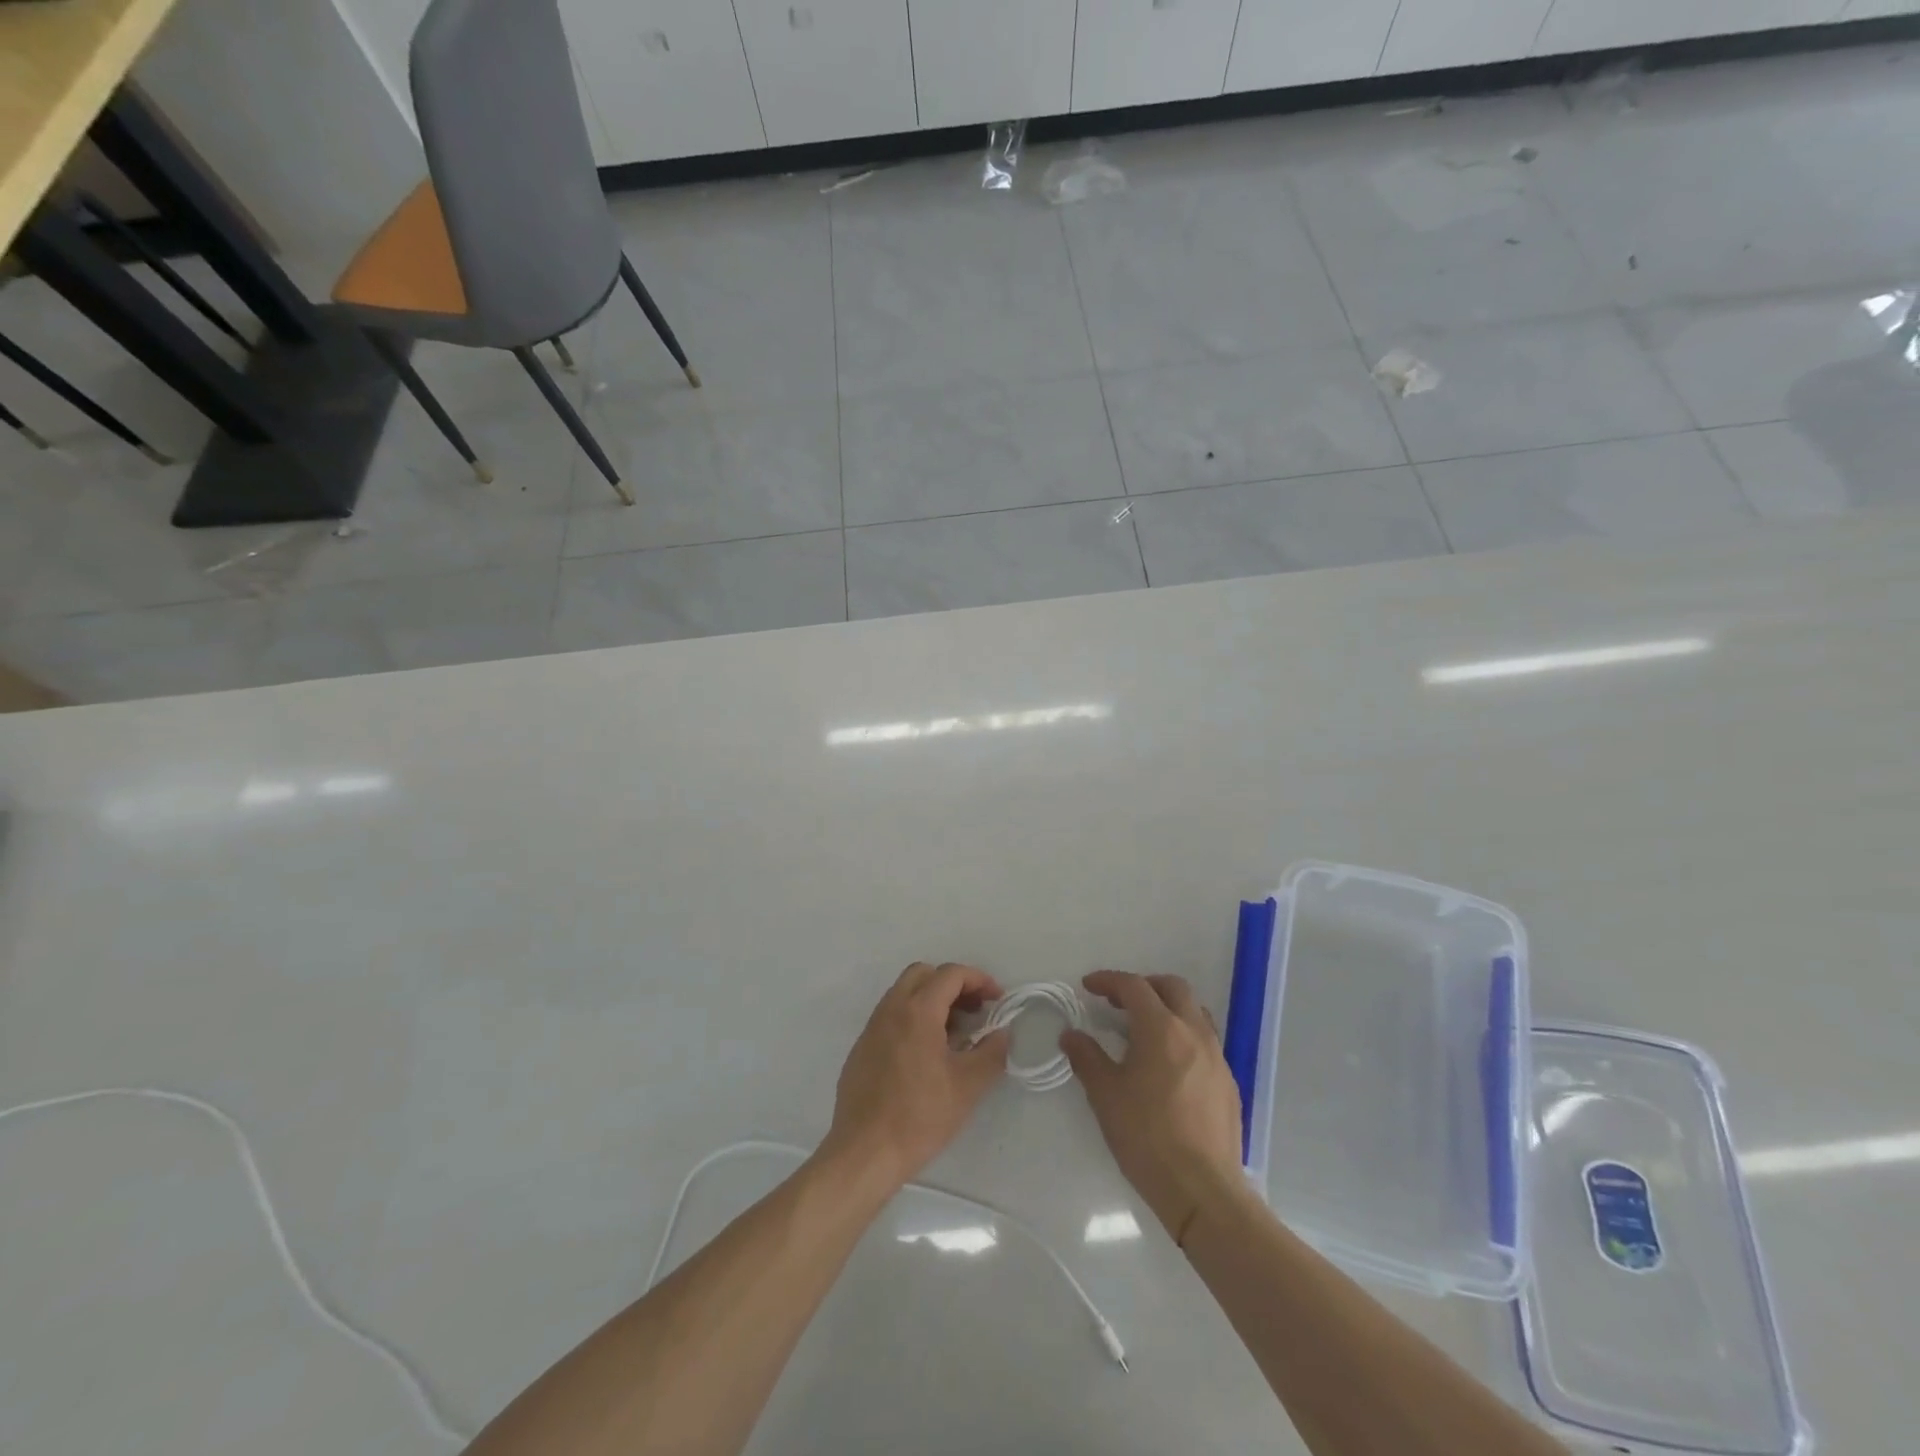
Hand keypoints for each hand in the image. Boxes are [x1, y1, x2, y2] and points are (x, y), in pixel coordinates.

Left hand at [822, 962, 1010, 1188]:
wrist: (864, 1152)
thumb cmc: (920, 1116)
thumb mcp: (967, 1086)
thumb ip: (991, 1053)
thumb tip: (1002, 1034)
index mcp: (917, 1011)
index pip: (950, 974)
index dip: (979, 980)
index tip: (997, 999)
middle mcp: (891, 1009)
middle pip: (924, 974)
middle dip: (953, 984)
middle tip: (974, 1009)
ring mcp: (872, 1027)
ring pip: (904, 993)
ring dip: (932, 1000)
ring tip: (954, 1034)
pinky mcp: (862, 1048)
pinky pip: (891, 1016)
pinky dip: (913, 1018)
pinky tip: (925, 1054)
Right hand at [1061, 971, 1245, 1242]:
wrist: (1203, 1191)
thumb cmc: (1147, 1137)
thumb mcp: (1105, 1096)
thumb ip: (1086, 1057)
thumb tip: (1071, 1035)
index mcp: (1161, 1029)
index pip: (1134, 986)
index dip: (1108, 981)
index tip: (1088, 987)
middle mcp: (1194, 1033)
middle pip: (1173, 988)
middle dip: (1144, 986)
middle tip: (1119, 1002)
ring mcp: (1217, 1057)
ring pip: (1194, 1012)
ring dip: (1168, 1008)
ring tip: (1145, 1030)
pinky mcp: (1228, 1083)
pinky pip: (1205, 1042)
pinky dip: (1183, 1037)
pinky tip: (1168, 1066)